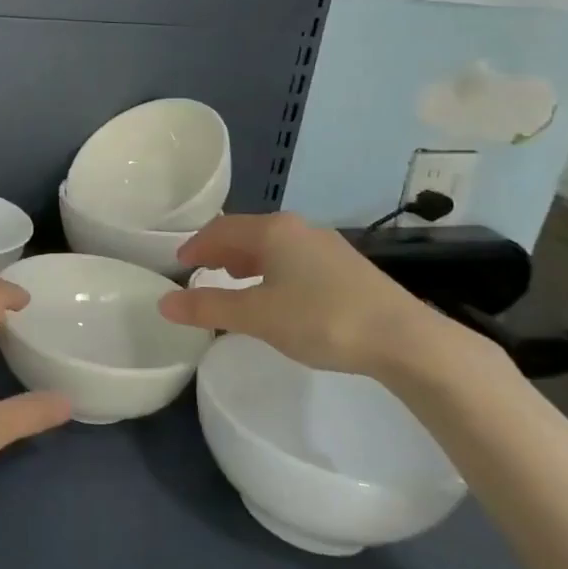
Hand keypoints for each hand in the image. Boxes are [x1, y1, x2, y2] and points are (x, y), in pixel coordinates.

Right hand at [156, 213, 442, 377]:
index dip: (196, 245)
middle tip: (199, 272)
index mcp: (273, 230)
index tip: (179, 265)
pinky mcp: (346, 267)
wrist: (404, 340)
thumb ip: (208, 308)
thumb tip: (164, 303)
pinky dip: (271, 270)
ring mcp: (326, 246)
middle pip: (247, 233)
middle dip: (219, 251)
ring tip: (232, 281)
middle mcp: (299, 228)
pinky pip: (293, 259)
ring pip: (273, 246)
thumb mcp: (257, 316)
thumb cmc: (321, 319)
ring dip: (246, 261)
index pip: (221, 229)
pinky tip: (277, 294)